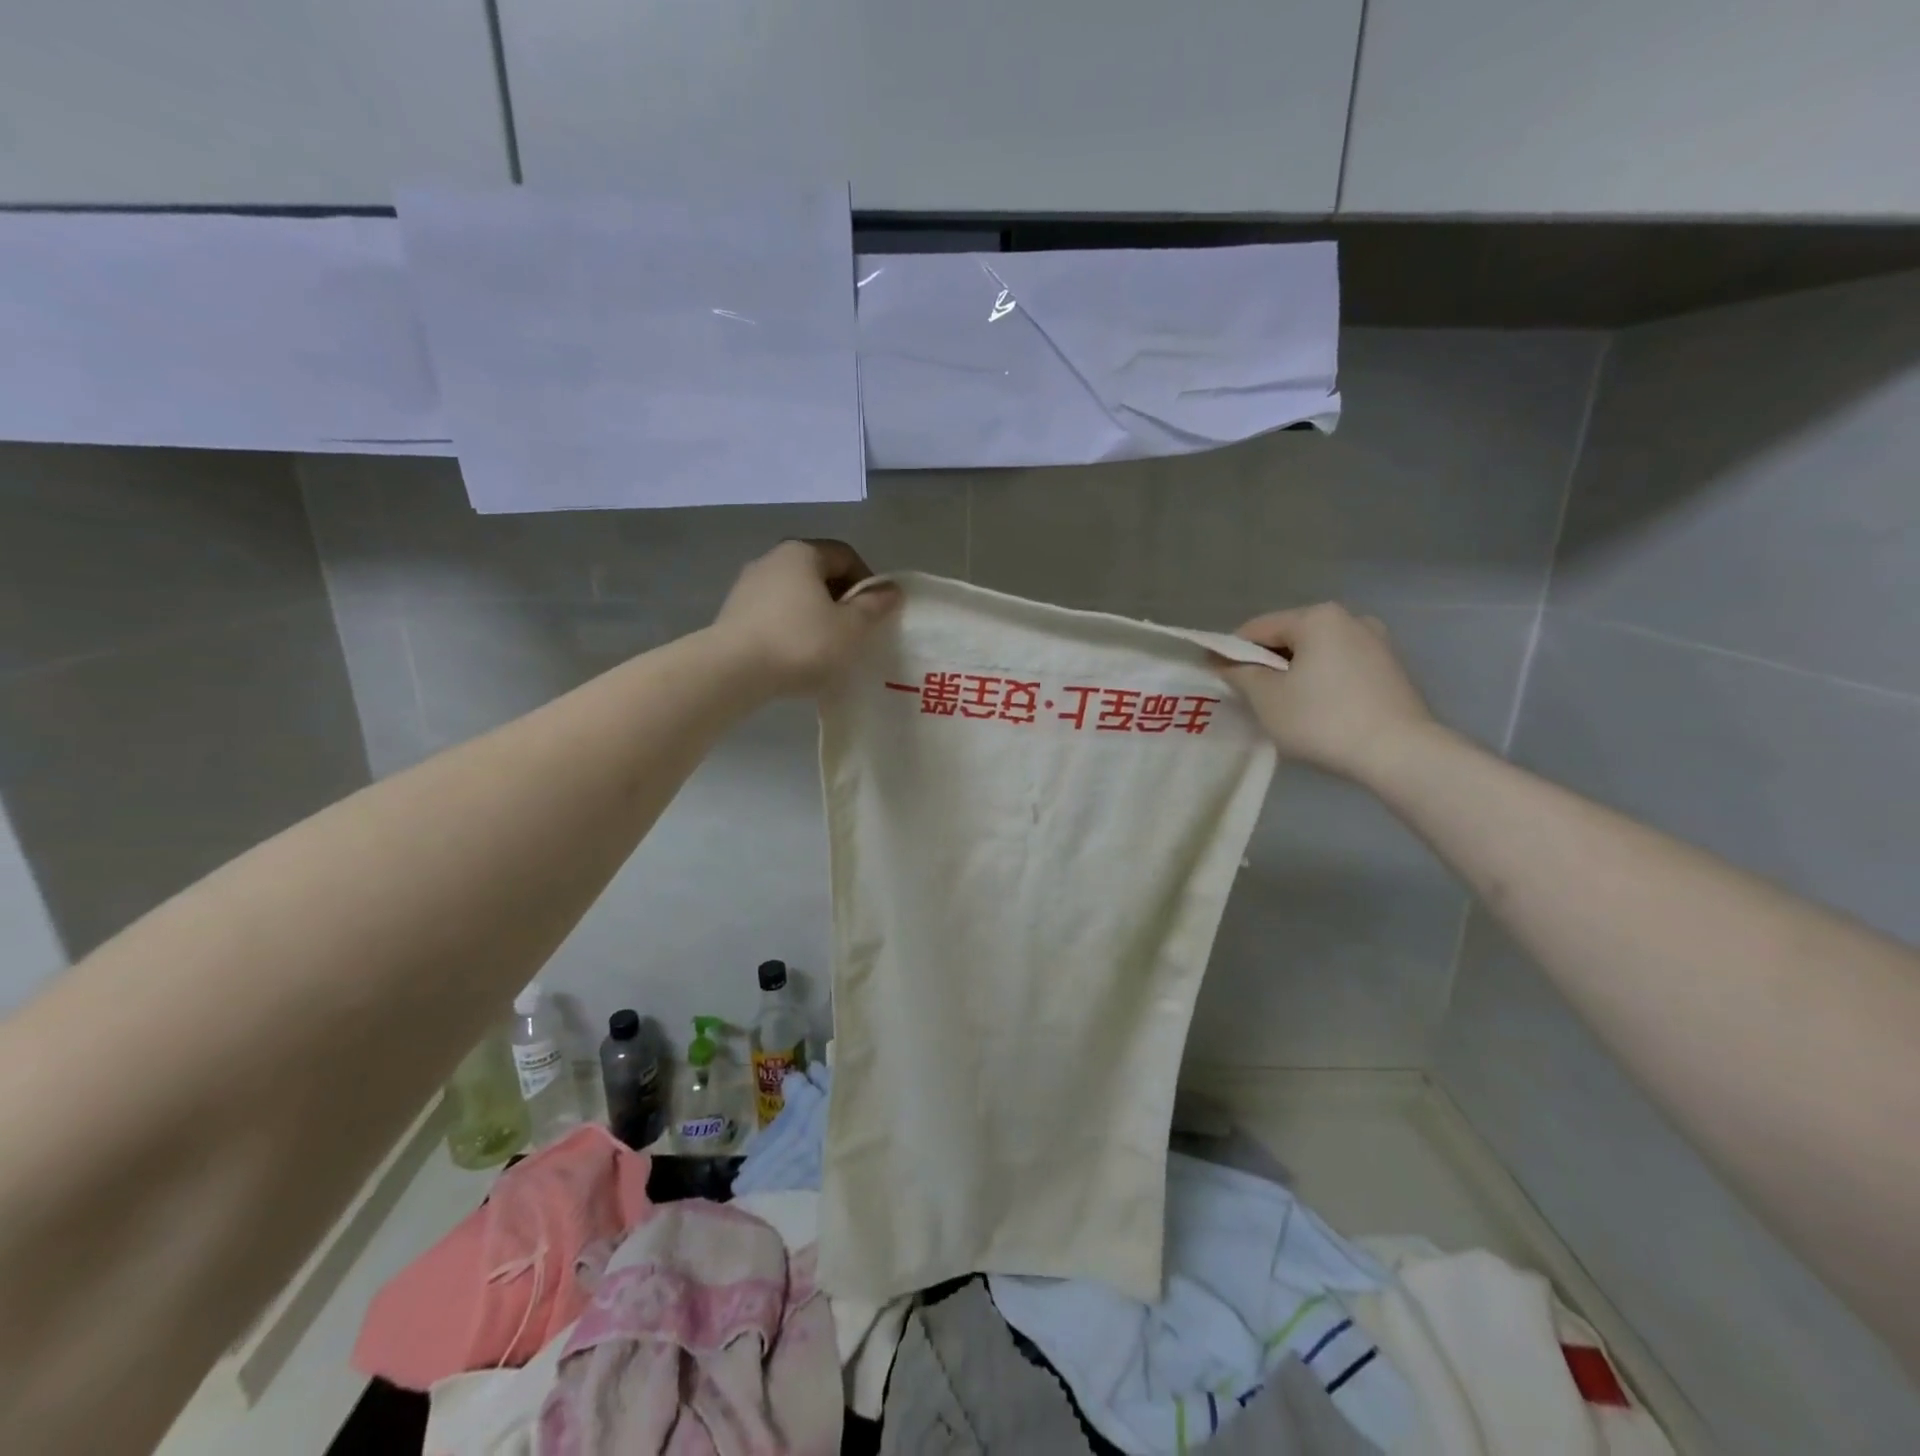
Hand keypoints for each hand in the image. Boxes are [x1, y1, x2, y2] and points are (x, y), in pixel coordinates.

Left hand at [711, 539, 900, 695]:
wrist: (732, 671)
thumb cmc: (801, 642)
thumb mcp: (850, 628)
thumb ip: (873, 606)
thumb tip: (891, 590)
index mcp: (802, 553)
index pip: (846, 555)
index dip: (868, 581)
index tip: (876, 612)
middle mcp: (772, 559)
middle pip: (819, 573)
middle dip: (841, 599)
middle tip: (856, 631)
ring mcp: (748, 585)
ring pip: (796, 595)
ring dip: (816, 615)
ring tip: (828, 647)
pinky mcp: (733, 613)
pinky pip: (775, 614)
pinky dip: (792, 628)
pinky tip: (798, 655)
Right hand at [1217, 603, 1436, 782]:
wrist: (1399, 753)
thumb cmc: (1322, 719)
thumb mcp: (1267, 697)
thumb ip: (1239, 673)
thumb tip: (1224, 662)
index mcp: (1317, 617)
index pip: (1257, 628)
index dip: (1230, 652)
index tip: (1216, 678)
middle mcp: (1350, 619)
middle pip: (1289, 637)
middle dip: (1265, 663)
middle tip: (1249, 697)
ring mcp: (1376, 643)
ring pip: (1316, 653)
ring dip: (1293, 674)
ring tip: (1282, 707)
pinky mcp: (1391, 670)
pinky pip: (1340, 668)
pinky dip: (1320, 682)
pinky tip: (1316, 711)